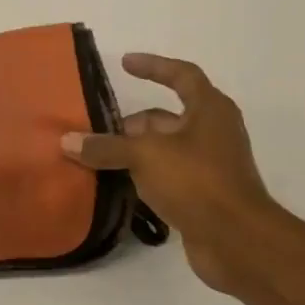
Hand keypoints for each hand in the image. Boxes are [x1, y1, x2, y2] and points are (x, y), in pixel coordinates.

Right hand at [62, 54, 281, 296]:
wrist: (236, 240)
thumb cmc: (196, 182)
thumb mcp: (145, 156)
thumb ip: (106, 147)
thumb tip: (67, 141)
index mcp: (209, 109)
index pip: (181, 75)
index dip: (153, 66)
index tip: (124, 63)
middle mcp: (212, 132)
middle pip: (164, 118)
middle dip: (129, 125)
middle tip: (93, 135)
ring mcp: (208, 165)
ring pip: (162, 150)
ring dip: (132, 154)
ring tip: (95, 161)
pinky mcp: (201, 195)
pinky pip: (165, 177)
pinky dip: (142, 178)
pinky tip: (115, 188)